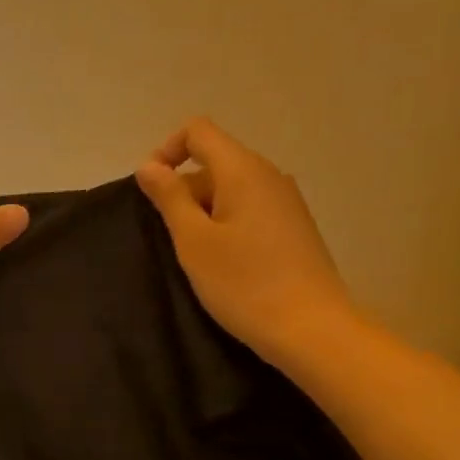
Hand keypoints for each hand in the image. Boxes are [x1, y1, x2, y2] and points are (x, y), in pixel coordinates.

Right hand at [136, 119, 360, 365]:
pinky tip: (223, 263)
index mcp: (243, 170)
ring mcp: (285, 201)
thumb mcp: (194, 242)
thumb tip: (149, 166)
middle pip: (214, 161)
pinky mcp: (293, 227)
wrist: (310, 328)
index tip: (152, 193)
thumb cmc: (243, 283)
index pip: (198, 131)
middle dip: (183, 190)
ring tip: (195, 255)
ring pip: (231, 188)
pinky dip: (226, 224)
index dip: (167, 151)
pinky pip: (249, 209)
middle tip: (170, 238)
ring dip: (203, 212)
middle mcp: (269, 175)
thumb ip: (169, 198)